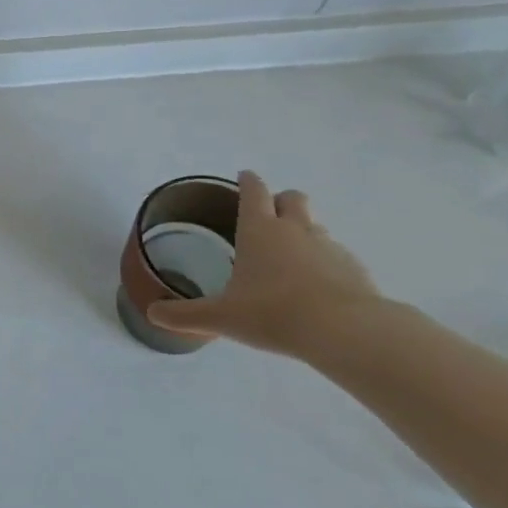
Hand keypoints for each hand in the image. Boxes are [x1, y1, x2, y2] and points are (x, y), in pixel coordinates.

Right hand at [146, 170, 382, 357]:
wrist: (344, 331)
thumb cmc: (273, 313)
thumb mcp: (220, 317)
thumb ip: (185, 315)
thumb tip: (153, 314)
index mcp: (259, 230)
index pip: (253, 191)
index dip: (247, 181)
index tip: (244, 176)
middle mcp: (295, 230)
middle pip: (292, 198)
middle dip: (280, 200)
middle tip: (268, 215)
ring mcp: (329, 247)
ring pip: (316, 225)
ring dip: (303, 231)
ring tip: (290, 255)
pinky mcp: (355, 269)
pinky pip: (336, 256)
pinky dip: (325, 262)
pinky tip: (316, 287)